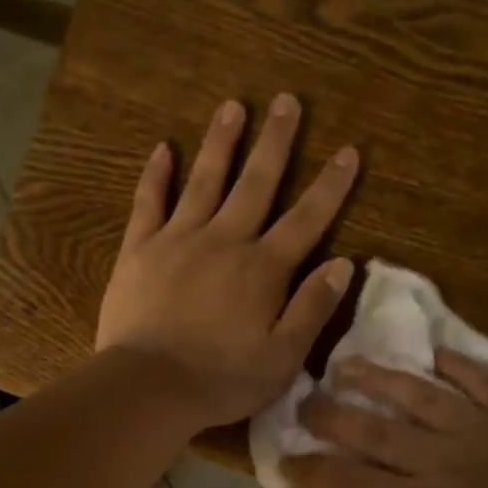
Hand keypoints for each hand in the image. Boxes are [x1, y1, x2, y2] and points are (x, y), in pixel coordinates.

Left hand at [96, 95, 357, 429]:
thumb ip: (313, 308)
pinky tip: (161, 149)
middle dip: (275, 142)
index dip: (330, 186)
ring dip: (220, 143)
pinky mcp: (139, 250)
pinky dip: (156, 175)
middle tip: (287, 100)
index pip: (306, 219)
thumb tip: (343, 264)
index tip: (348, 151)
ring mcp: (178, 240)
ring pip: (204, 181)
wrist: (149, 386)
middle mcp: (225, 241)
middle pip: (256, 183)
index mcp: (263, 269)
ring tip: (232, 106)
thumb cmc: (222, 379)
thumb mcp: (283, 358)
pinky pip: (149, 203)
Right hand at [283, 350, 487, 487]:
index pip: (348, 482)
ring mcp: (480, 429)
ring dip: (378, 376)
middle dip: (330, 414)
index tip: (284, 459)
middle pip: (373, 429)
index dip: (309, 470)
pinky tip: (431, 354)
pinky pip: (478, 378)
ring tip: (349, 363)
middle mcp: (441, 460)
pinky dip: (453, 364)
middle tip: (304, 399)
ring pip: (418, 392)